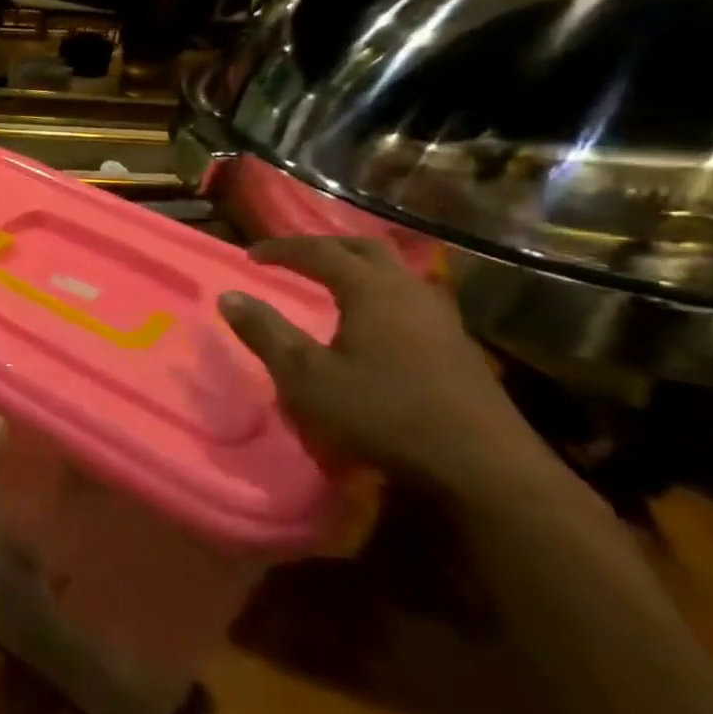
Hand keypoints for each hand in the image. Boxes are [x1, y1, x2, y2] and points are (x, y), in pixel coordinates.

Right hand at [216, 236, 565, 499]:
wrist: (483, 466)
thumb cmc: (384, 414)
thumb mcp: (307, 377)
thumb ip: (266, 333)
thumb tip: (229, 296)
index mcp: (371, 289)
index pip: (319, 251)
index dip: (281, 249)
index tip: (250, 255)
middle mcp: (408, 290)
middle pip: (364, 248)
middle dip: (323, 247)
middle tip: (293, 258)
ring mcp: (440, 316)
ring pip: (393, 271)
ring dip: (357, 267)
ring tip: (331, 281)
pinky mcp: (456, 343)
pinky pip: (409, 296)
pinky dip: (379, 292)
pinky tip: (373, 319)